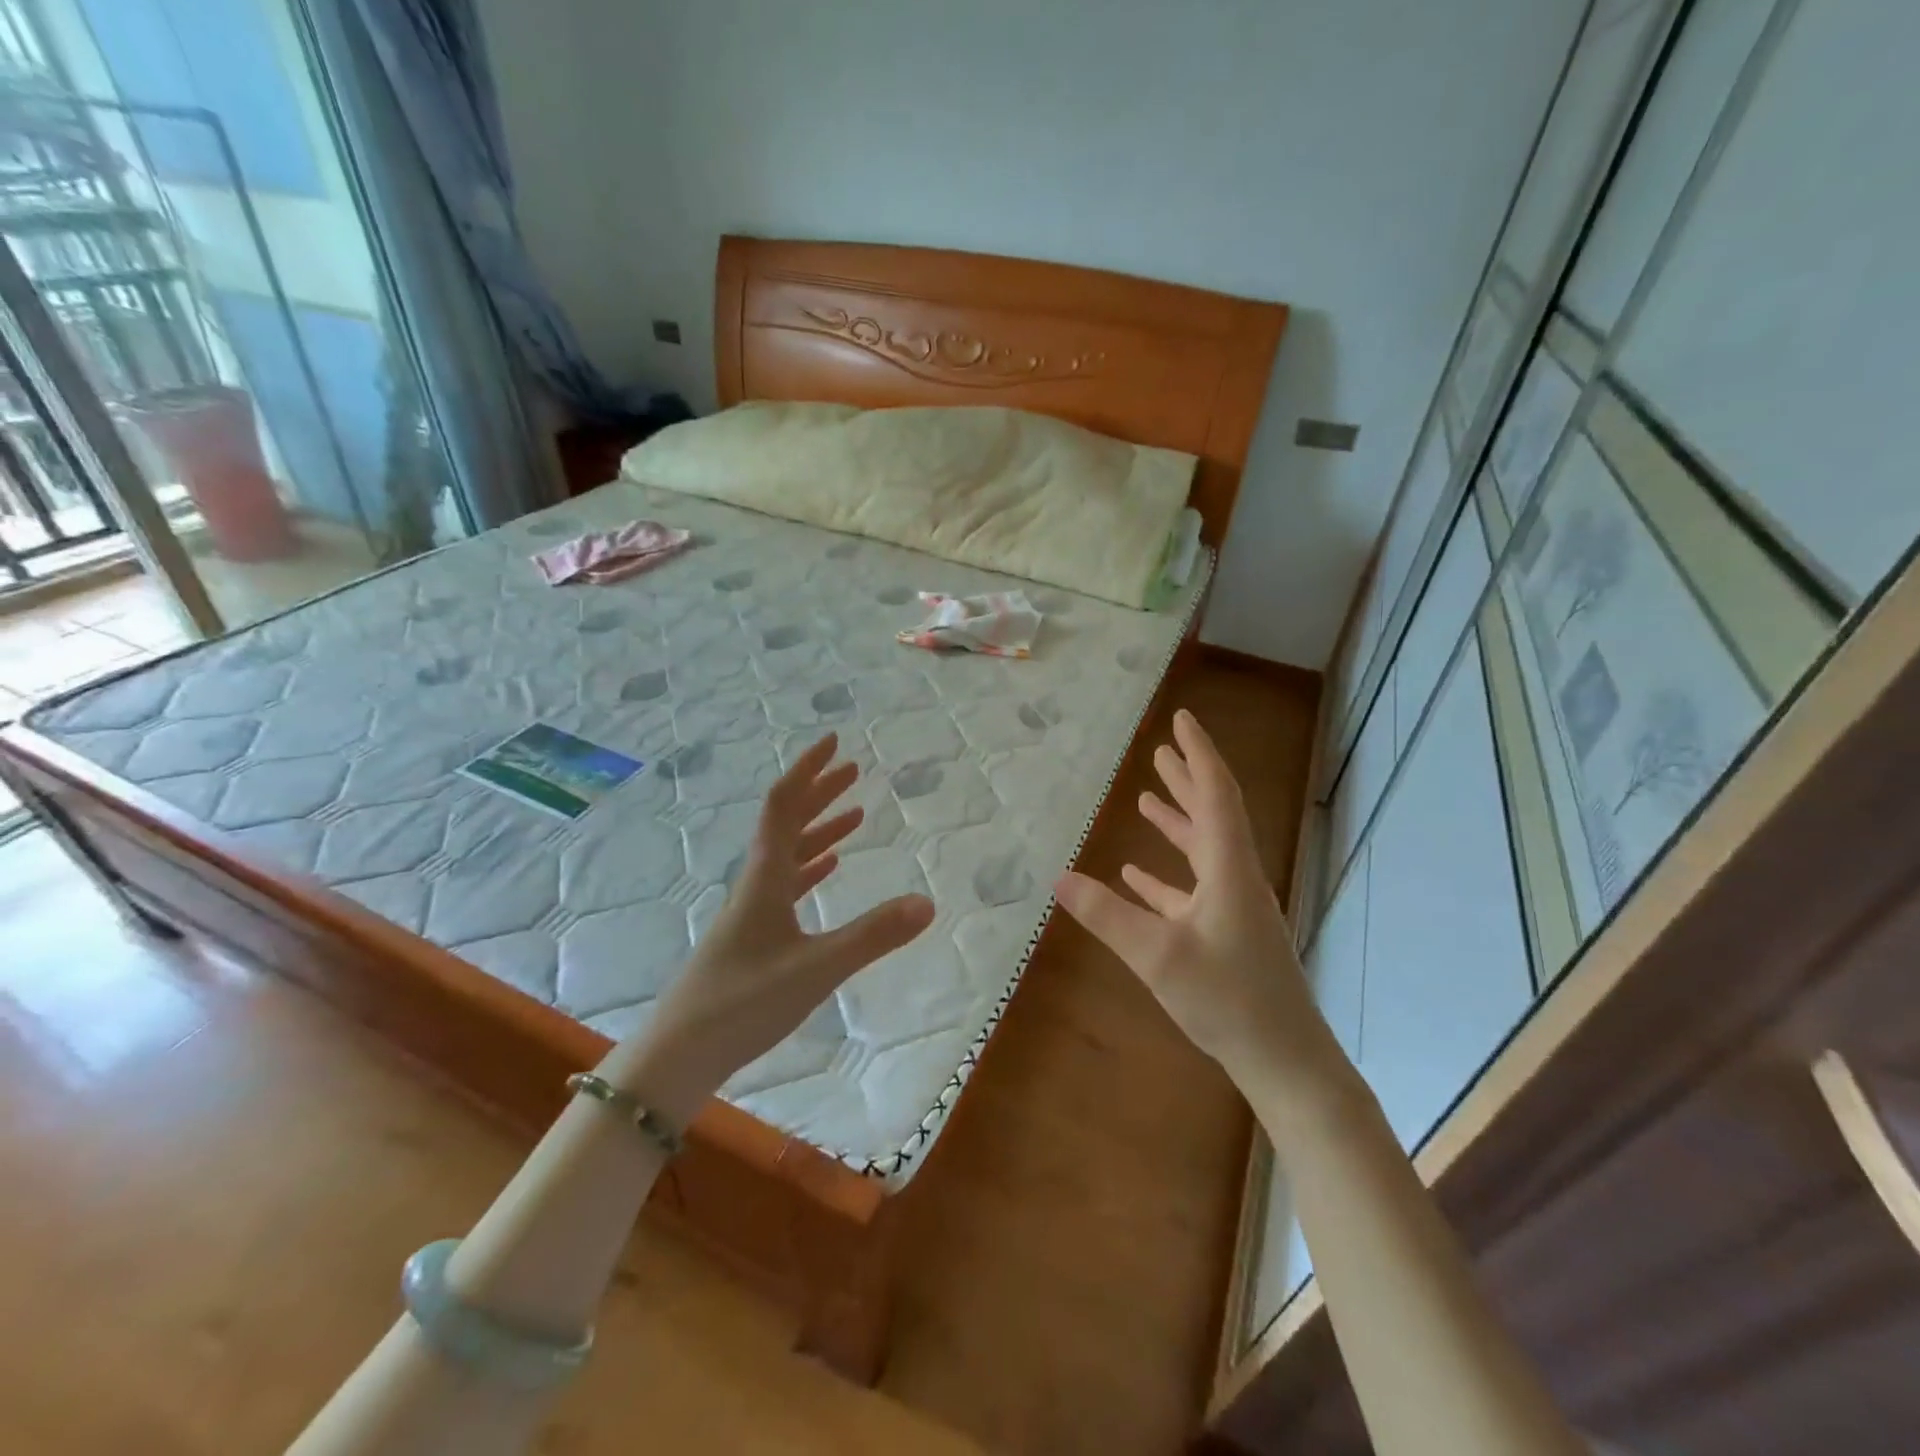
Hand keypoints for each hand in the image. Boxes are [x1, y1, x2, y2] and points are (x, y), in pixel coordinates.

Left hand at [611, 734, 934, 1120]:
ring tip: (854, 814)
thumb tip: (928, 902)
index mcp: (765, 876)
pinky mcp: (754, 935)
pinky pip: (787, 884)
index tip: (835, 742)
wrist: (680, 1052)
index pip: (784, 805)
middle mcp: (756, 882)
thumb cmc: (743, 1002)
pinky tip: (827, 867)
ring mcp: (752, 909)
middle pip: (787, 822)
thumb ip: (873, 935)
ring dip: (820, 828)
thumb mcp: (817, 968)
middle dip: (820, 791)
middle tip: (853, 769)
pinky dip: (811, 865)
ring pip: (788, 852)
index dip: (809, 770)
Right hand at [1055, 709, 1348, 1104]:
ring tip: (1145, 798)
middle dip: (1187, 779)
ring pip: (1203, 850)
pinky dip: (1166, 875)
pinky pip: (1193, 889)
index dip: (1198, 754)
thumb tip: (1058, 878)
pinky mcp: (1227, 935)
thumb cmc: (1228, 1000)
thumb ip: (1107, 915)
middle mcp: (1235, 879)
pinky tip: (1136, 874)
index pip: (1216, 795)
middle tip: (1162, 750)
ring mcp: (1234, 908)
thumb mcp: (1158, 955)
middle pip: (1212, 814)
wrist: (1284, 1060)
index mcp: (1229, 870)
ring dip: (1177, 821)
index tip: (1182, 721)